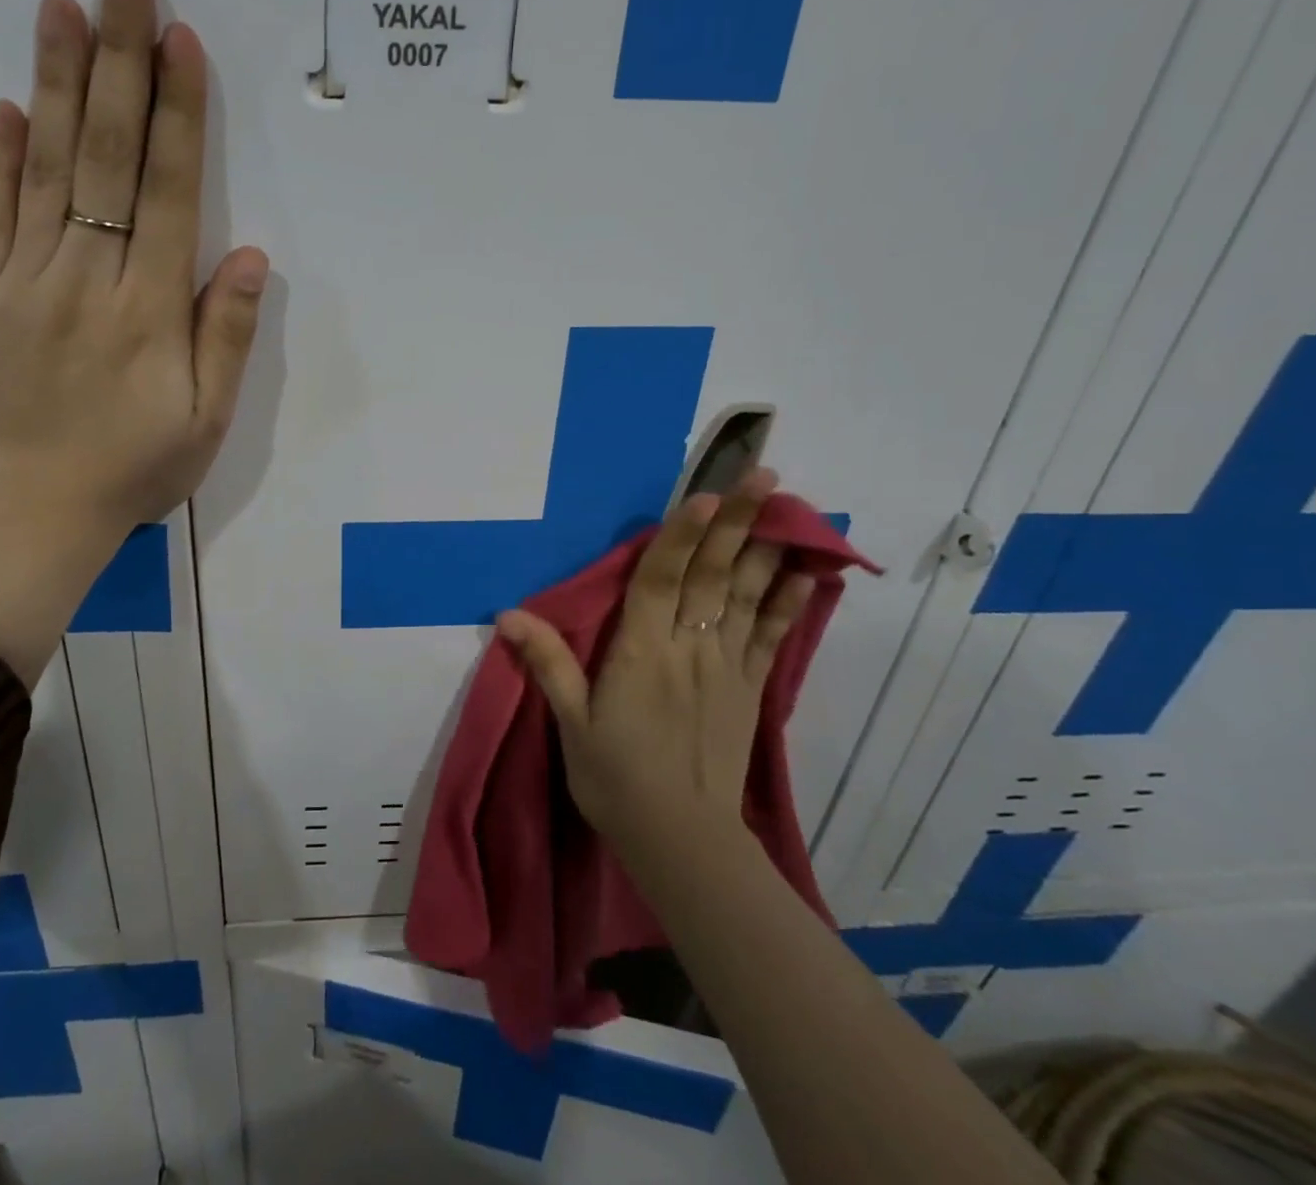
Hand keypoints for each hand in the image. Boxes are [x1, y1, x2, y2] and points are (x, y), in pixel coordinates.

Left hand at [0, 0, 267, 539]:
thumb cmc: (132, 474)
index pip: (166, 192)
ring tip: (62, 6)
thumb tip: (250, 255)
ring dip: (55, 83)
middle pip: (104, 157)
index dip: (177, 113)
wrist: (29, 521)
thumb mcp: (205, 422)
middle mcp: (84, 281)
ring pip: (43, 171)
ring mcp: (20, 286)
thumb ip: (225, 336)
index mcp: (147, 312)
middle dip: (119, 62)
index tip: (181, 40)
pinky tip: (5, 106)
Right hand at [497, 469, 813, 859]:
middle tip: (764, 474)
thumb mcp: (571, 723)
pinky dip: (789, 604)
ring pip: (747, 597)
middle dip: (737, 522)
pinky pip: (771, 638)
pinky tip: (808, 575)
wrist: (682, 841)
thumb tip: (508, 614)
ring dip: (766, 549)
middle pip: (714, 576)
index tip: (704, 494)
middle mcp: (690, 649)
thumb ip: (548, 664)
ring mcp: (727, 668)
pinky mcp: (749, 690)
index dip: (682, 536)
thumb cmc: (616, 778)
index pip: (663, 581)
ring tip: (790, 506)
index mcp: (642, 653)